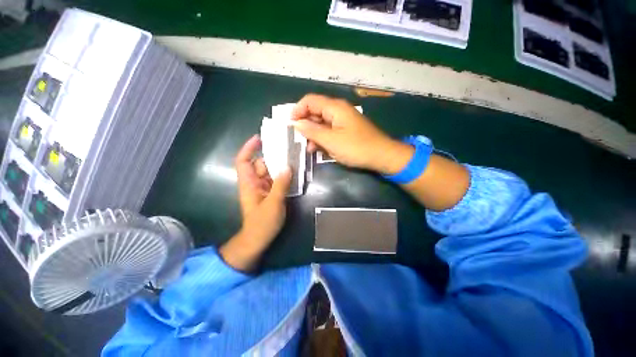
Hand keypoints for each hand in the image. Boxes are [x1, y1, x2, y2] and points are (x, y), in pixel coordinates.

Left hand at [220, 135, 291, 270]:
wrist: (259, 240)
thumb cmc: (262, 223)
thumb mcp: (273, 203)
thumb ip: (281, 184)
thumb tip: (288, 167)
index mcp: (249, 184)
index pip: (243, 161)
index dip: (248, 148)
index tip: (259, 138)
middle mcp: (255, 183)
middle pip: (261, 164)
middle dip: (272, 156)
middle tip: (288, 148)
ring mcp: (264, 188)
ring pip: (271, 172)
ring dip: (281, 166)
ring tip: (294, 158)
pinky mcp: (271, 194)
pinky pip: (277, 180)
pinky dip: (284, 176)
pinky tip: (295, 172)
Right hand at [291, 94, 413, 174]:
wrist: (381, 156)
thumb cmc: (356, 148)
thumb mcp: (331, 141)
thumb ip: (312, 131)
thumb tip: (296, 123)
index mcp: (335, 107)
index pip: (310, 101)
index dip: (297, 110)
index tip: (290, 125)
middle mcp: (338, 110)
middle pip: (315, 111)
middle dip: (305, 124)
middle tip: (299, 139)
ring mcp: (343, 121)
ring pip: (321, 123)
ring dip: (313, 134)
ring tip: (309, 148)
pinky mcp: (346, 130)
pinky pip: (329, 130)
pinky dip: (322, 138)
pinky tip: (318, 149)